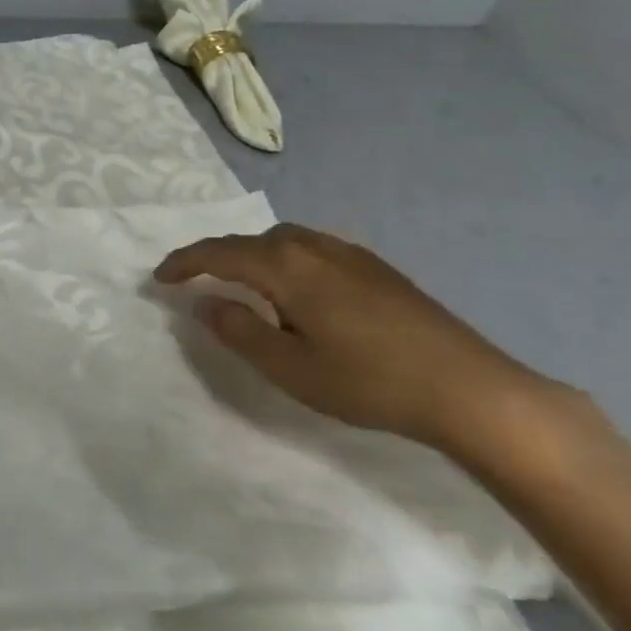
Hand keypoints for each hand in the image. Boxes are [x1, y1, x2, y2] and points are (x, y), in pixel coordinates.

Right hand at [155, 223, 574, 456]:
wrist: (471, 390)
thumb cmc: (369, 381)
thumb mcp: (289, 367)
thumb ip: (239, 331)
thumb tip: (205, 303)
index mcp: (286, 267)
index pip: (218, 253)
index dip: (183, 263)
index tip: (158, 278)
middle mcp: (314, 247)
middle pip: (249, 241)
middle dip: (215, 256)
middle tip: (193, 280)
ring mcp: (350, 254)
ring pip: (283, 240)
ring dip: (251, 255)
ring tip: (240, 282)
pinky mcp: (377, 268)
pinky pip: (311, 248)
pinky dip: (284, 258)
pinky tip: (295, 288)